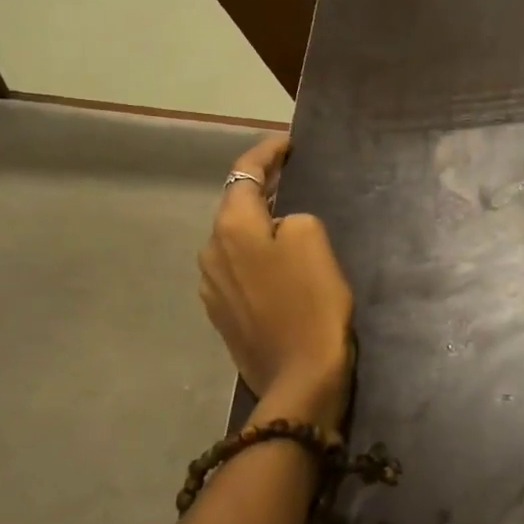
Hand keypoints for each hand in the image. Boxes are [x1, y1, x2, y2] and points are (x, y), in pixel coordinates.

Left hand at [198, 134, 353, 426]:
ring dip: (258, 223)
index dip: (268, 152)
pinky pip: (237, 267)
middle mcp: (210, 251)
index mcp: (231, 227)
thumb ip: (293, 217)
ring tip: (288, 217)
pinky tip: (278, 263)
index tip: (290, 143)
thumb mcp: (313, 240)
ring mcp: (211, 286)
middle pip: (235, 205)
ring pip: (234, 238)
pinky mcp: (222, 313)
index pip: (245, 172)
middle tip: (293, 175)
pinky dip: (256, 254)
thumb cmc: (312, 303)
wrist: (300, 380)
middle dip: (263, 187)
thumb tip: (280, 227)